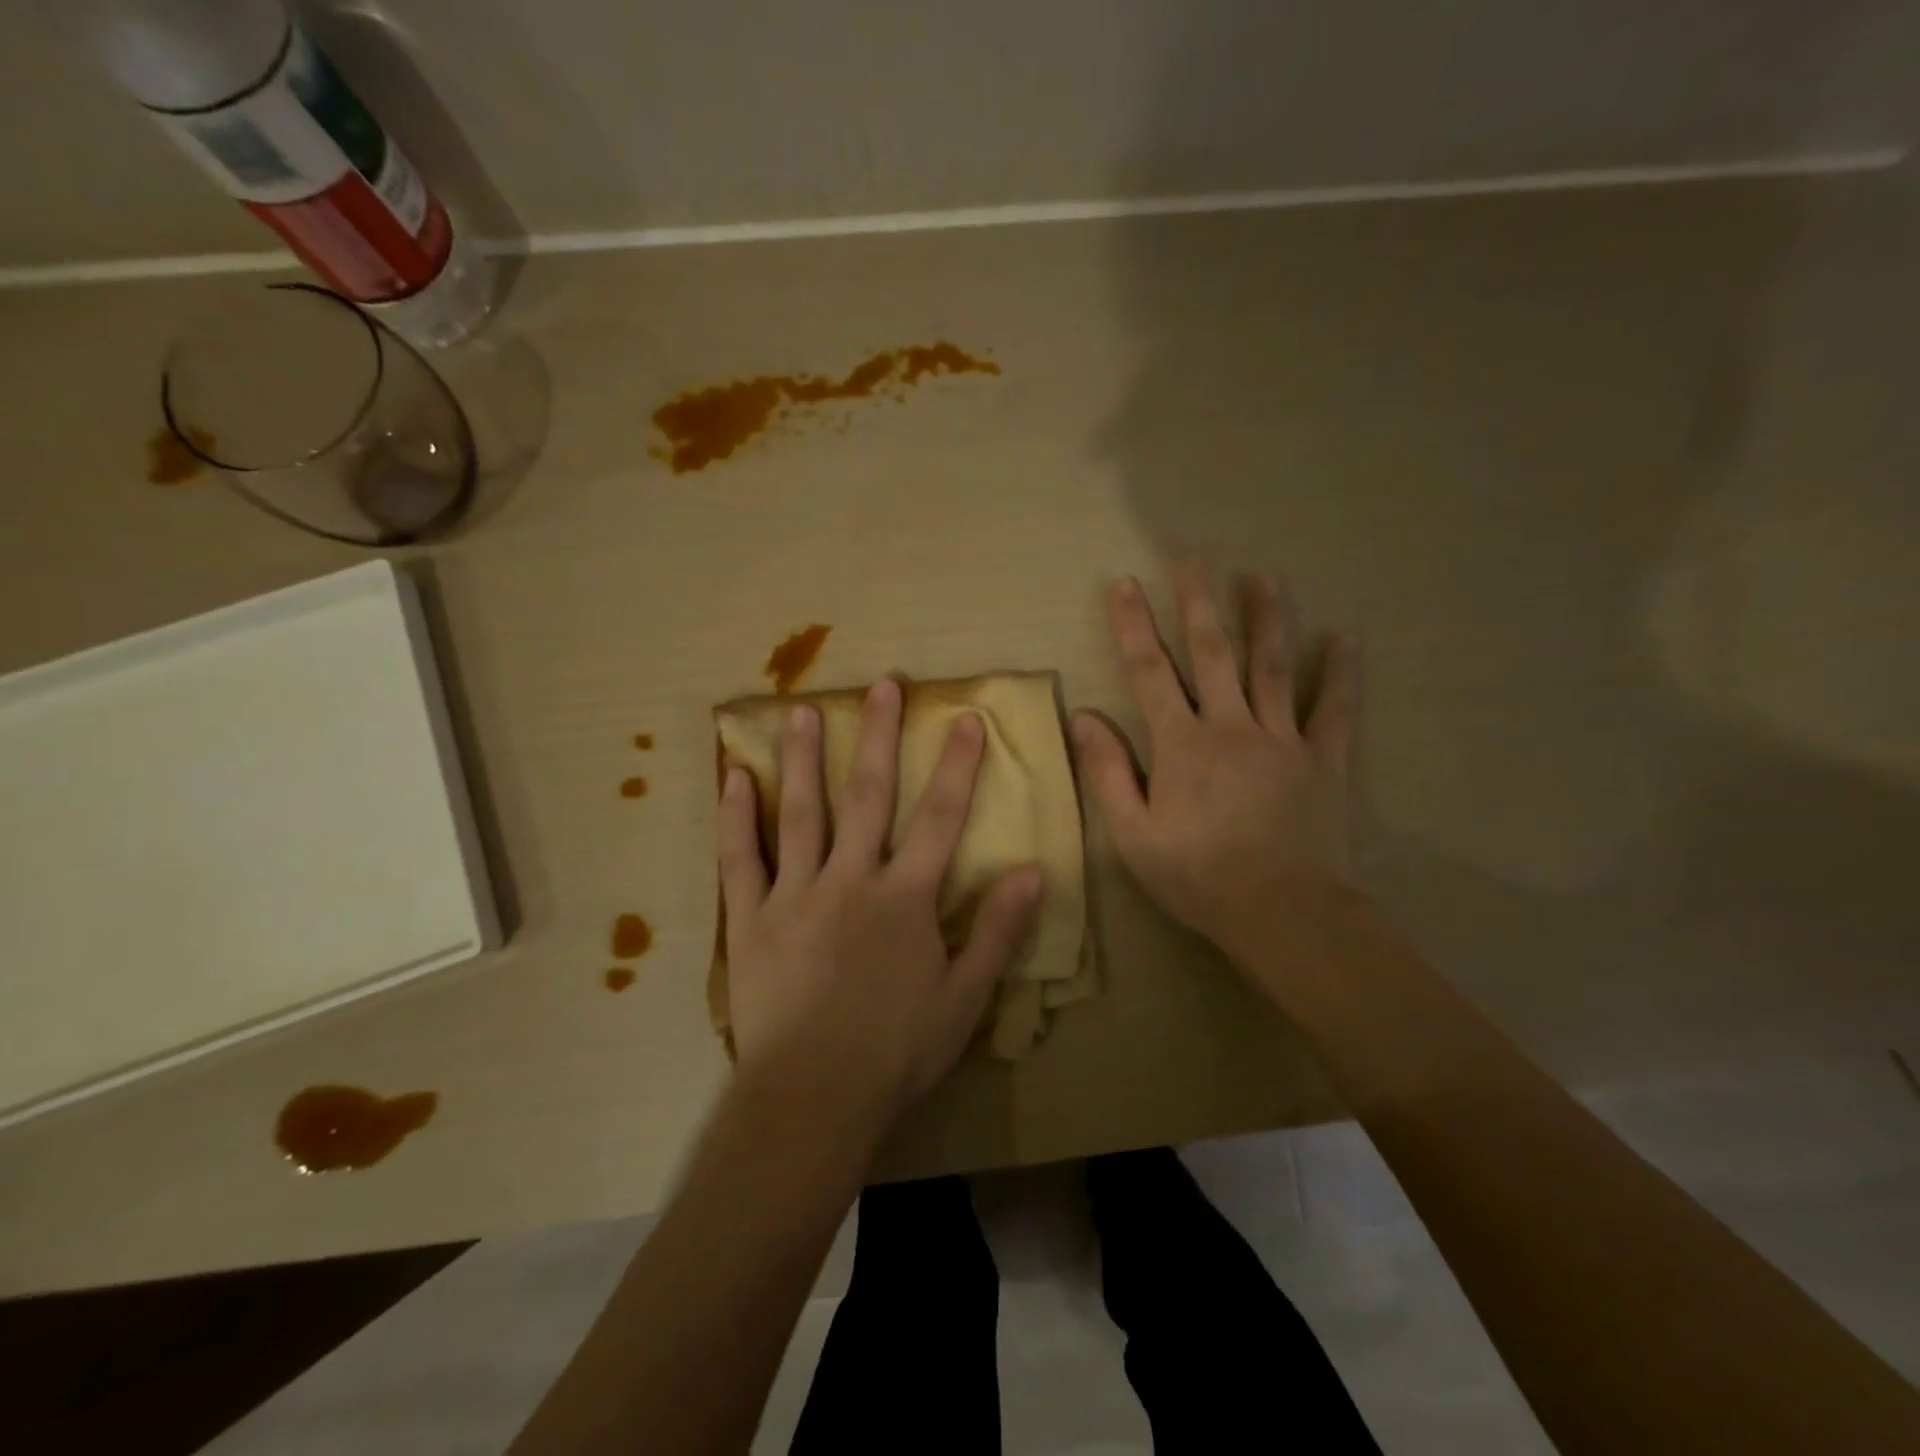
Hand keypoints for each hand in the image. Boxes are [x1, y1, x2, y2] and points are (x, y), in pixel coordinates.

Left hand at [718, 679, 1044, 1142]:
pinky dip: (735, 817)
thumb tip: (1032, 871)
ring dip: (802, 758)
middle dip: (878, 737)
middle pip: (868, 796)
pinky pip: (739, 860)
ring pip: (801, 813)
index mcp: (904, 899)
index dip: (957, 766)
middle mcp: (850, 881)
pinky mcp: (750, 920)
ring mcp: (794, 895)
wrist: (812, 1100)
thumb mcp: (964, 997)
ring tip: (799, 708)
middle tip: (881, 685)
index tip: (964, 718)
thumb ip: (998, 931)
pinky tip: (733, 777)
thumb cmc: (896, 1052)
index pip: (940, 818)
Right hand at [1070, 560, 1359, 980]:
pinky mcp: (1324, 761)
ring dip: (1267, 617)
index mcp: (1181, 744)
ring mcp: (1282, 739)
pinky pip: (1334, 710)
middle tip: (1193, 556)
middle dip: (1199, 601)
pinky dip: (1340, 673)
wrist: (1283, 912)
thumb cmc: (1198, 876)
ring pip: (1273, 667)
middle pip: (1213, 652)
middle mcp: (1231, 727)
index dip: (1134, 625)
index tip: (1124, 583)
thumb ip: (1107, 771)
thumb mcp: (1133, 833)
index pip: (1150, 672)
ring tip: (1264, 576)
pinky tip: (1346, 636)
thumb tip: (1084, 716)